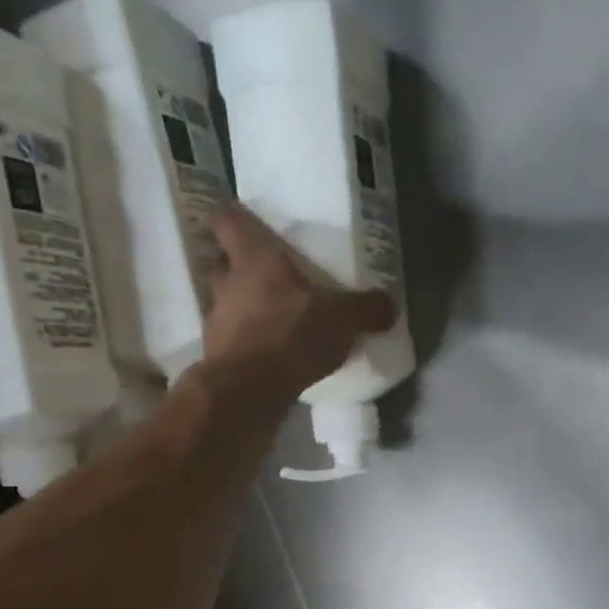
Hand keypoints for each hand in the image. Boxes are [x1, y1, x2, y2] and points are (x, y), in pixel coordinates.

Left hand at [197, 206, 397, 404]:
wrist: (248, 389)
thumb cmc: (291, 333)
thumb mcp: (342, 319)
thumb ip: (366, 309)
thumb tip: (391, 304)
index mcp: (252, 257)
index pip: (227, 219)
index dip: (237, 219)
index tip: (253, 226)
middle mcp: (226, 281)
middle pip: (222, 262)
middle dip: (241, 267)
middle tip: (270, 275)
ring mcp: (217, 319)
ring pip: (226, 301)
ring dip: (245, 307)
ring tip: (275, 319)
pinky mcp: (217, 355)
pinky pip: (233, 339)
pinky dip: (249, 343)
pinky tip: (273, 354)